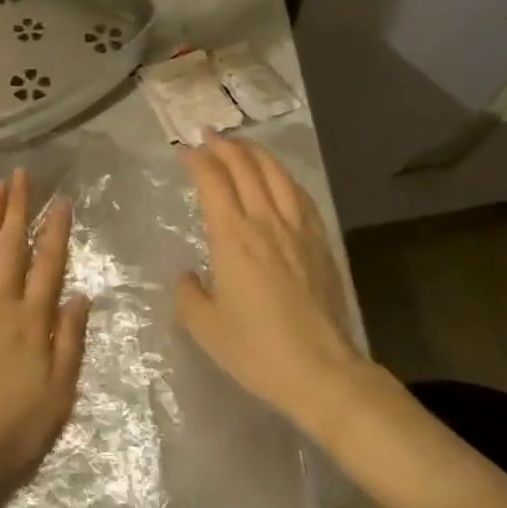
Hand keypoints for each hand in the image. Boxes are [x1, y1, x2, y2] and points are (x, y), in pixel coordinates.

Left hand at [0, 170, 89, 495]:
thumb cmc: (15, 427)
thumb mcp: (60, 391)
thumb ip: (71, 340)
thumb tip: (81, 295)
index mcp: (33, 319)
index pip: (49, 263)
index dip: (56, 230)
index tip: (60, 200)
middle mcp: (0, 302)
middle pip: (11, 246)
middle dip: (18, 207)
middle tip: (21, 175)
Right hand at [176, 137, 358, 423]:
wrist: (321, 371)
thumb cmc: (256, 350)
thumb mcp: (205, 328)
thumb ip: (188, 295)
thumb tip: (189, 276)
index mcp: (233, 238)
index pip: (213, 182)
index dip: (197, 161)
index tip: (184, 151)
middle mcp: (265, 223)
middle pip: (246, 168)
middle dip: (225, 146)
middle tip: (208, 136)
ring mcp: (298, 230)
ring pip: (277, 175)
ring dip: (256, 153)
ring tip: (242, 145)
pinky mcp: (320, 243)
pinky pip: (301, 196)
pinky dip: (285, 177)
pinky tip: (279, 178)